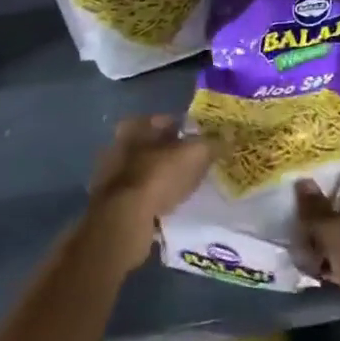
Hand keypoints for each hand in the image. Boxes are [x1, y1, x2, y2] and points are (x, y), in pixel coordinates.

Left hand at [87, 115, 214, 261]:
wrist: (124, 220)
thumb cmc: (159, 177)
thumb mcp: (196, 154)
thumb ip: (213, 144)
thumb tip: (229, 138)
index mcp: (135, 127)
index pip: (164, 120)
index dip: (184, 128)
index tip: (200, 140)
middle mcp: (117, 146)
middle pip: (152, 145)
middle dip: (171, 153)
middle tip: (193, 163)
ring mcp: (110, 177)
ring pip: (144, 171)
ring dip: (161, 177)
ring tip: (183, 186)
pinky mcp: (110, 204)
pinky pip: (138, 195)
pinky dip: (152, 198)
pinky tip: (168, 206)